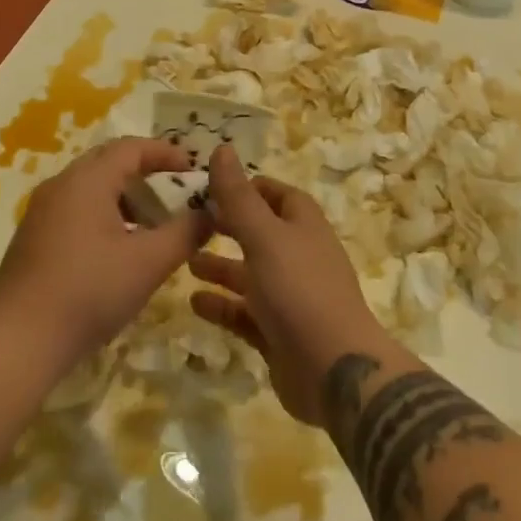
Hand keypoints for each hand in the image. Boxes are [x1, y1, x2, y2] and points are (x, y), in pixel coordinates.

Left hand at [0, 137, 209, 372]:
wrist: (19, 341)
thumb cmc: (90, 292)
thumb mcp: (149, 263)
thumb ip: (185, 233)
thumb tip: (210, 213)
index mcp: (87, 180)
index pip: (132, 148)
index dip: (166, 153)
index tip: (193, 169)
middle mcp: (61, 184)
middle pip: (110, 163)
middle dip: (146, 174)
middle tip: (176, 194)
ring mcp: (41, 211)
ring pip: (91, 188)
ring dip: (125, 198)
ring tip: (152, 227)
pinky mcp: (32, 237)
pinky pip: (75, 209)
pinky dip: (103, 215)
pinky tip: (117, 250)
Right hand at [188, 145, 391, 424]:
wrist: (334, 372)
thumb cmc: (299, 290)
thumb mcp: (264, 236)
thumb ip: (239, 196)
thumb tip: (222, 148)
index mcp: (304, 226)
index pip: (277, 195)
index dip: (248, 187)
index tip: (212, 186)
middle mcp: (300, 257)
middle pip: (261, 233)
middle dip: (228, 226)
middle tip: (190, 222)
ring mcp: (291, 298)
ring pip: (251, 275)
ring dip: (220, 267)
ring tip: (185, 261)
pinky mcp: (280, 335)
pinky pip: (246, 314)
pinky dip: (222, 306)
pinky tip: (194, 303)